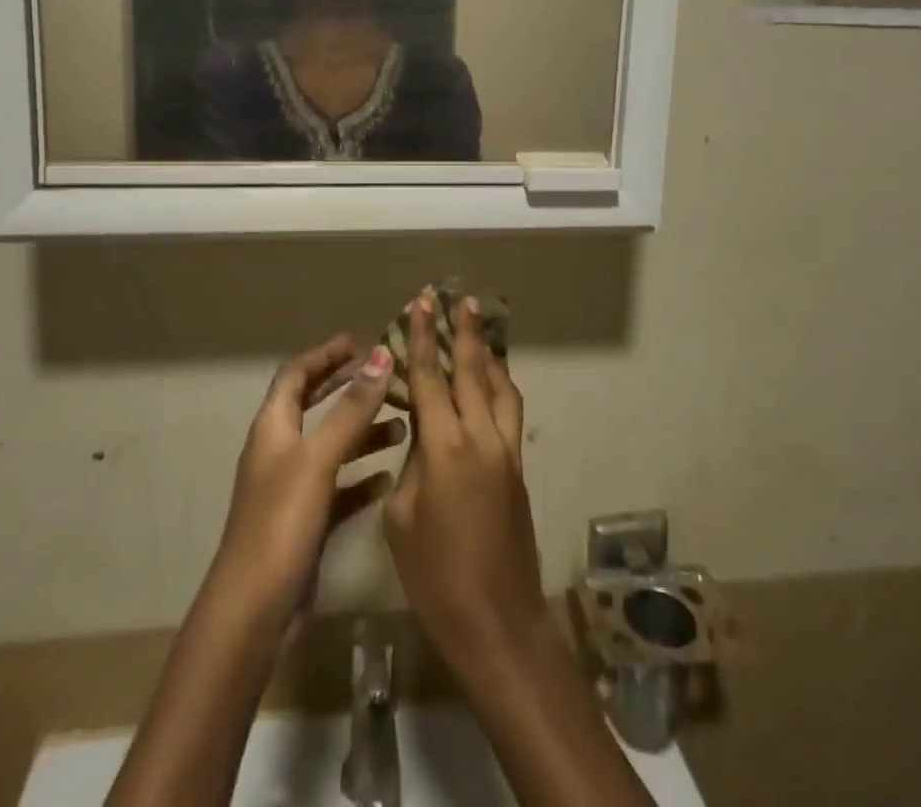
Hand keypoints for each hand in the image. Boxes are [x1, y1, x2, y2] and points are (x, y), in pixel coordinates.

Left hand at [211, 336, 403, 625]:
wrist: (255, 612)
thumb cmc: (282, 522)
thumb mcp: (319, 458)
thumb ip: (351, 409)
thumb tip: (379, 356)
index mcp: (273, 427)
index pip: (295, 374)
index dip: (325, 355)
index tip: (359, 341)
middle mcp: (280, 451)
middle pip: (313, 405)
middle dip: (346, 387)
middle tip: (385, 376)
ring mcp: (291, 488)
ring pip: (331, 446)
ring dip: (362, 431)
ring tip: (403, 424)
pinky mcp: (306, 521)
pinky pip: (338, 487)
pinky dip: (361, 476)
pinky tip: (389, 476)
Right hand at [385, 293, 548, 666]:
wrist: (498, 621)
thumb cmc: (436, 577)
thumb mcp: (402, 519)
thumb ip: (411, 466)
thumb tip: (423, 438)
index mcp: (446, 448)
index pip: (431, 378)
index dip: (423, 338)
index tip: (422, 303)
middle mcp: (482, 438)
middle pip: (473, 371)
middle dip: (464, 332)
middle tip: (459, 299)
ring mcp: (506, 451)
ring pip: (501, 386)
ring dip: (489, 354)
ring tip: (479, 328)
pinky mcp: (518, 468)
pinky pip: (510, 411)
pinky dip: (500, 385)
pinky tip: (492, 382)